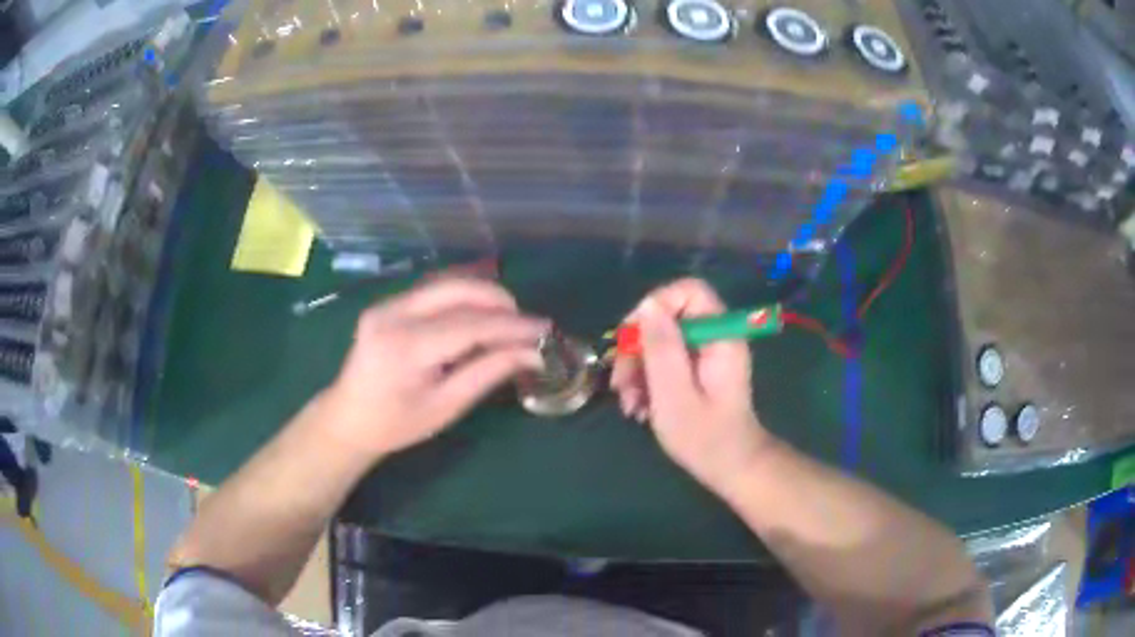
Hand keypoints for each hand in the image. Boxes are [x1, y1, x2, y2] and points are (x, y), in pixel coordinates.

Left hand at [321, 277, 548, 459]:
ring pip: (446, 283)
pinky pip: (433, 290)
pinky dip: (462, 298)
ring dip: (482, 295)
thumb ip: (488, 372)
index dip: (512, 325)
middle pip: (457, 289)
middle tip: (526, 324)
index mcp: (406, 347)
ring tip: (508, 320)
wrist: (348, 419)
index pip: (470, 324)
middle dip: (499, 301)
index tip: (545, 330)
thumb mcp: (446, 406)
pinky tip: (479, 315)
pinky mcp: (387, 303)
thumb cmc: (397, 424)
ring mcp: (387, 304)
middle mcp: (393, 314)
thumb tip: (532, 352)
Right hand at [610, 278, 771, 490]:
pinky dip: (648, 383)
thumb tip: (647, 305)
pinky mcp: (697, 372)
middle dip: (638, 349)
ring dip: (638, 371)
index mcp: (719, 336)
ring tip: (628, 405)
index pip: (689, 291)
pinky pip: (666, 362)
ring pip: (662, 343)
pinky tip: (639, 409)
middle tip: (620, 383)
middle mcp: (715, 338)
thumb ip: (661, 347)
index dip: (656, 305)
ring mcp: (706, 355)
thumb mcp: (674, 393)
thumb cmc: (705, 437)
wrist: (730, 468)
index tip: (631, 336)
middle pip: (669, 319)